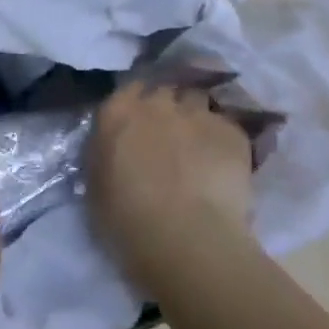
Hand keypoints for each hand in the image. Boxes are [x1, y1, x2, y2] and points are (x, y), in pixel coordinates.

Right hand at [86, 82, 252, 291]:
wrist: (186, 239)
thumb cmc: (127, 221)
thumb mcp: (96, 186)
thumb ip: (105, 155)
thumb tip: (116, 149)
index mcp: (118, 113)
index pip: (129, 89)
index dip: (137, 105)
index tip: (140, 124)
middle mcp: (157, 103)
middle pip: (165, 93)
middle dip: (167, 109)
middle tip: (169, 139)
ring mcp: (197, 114)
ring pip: (197, 102)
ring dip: (195, 119)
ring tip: (199, 148)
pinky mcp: (232, 132)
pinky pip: (226, 128)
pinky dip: (223, 142)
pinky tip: (224, 167)